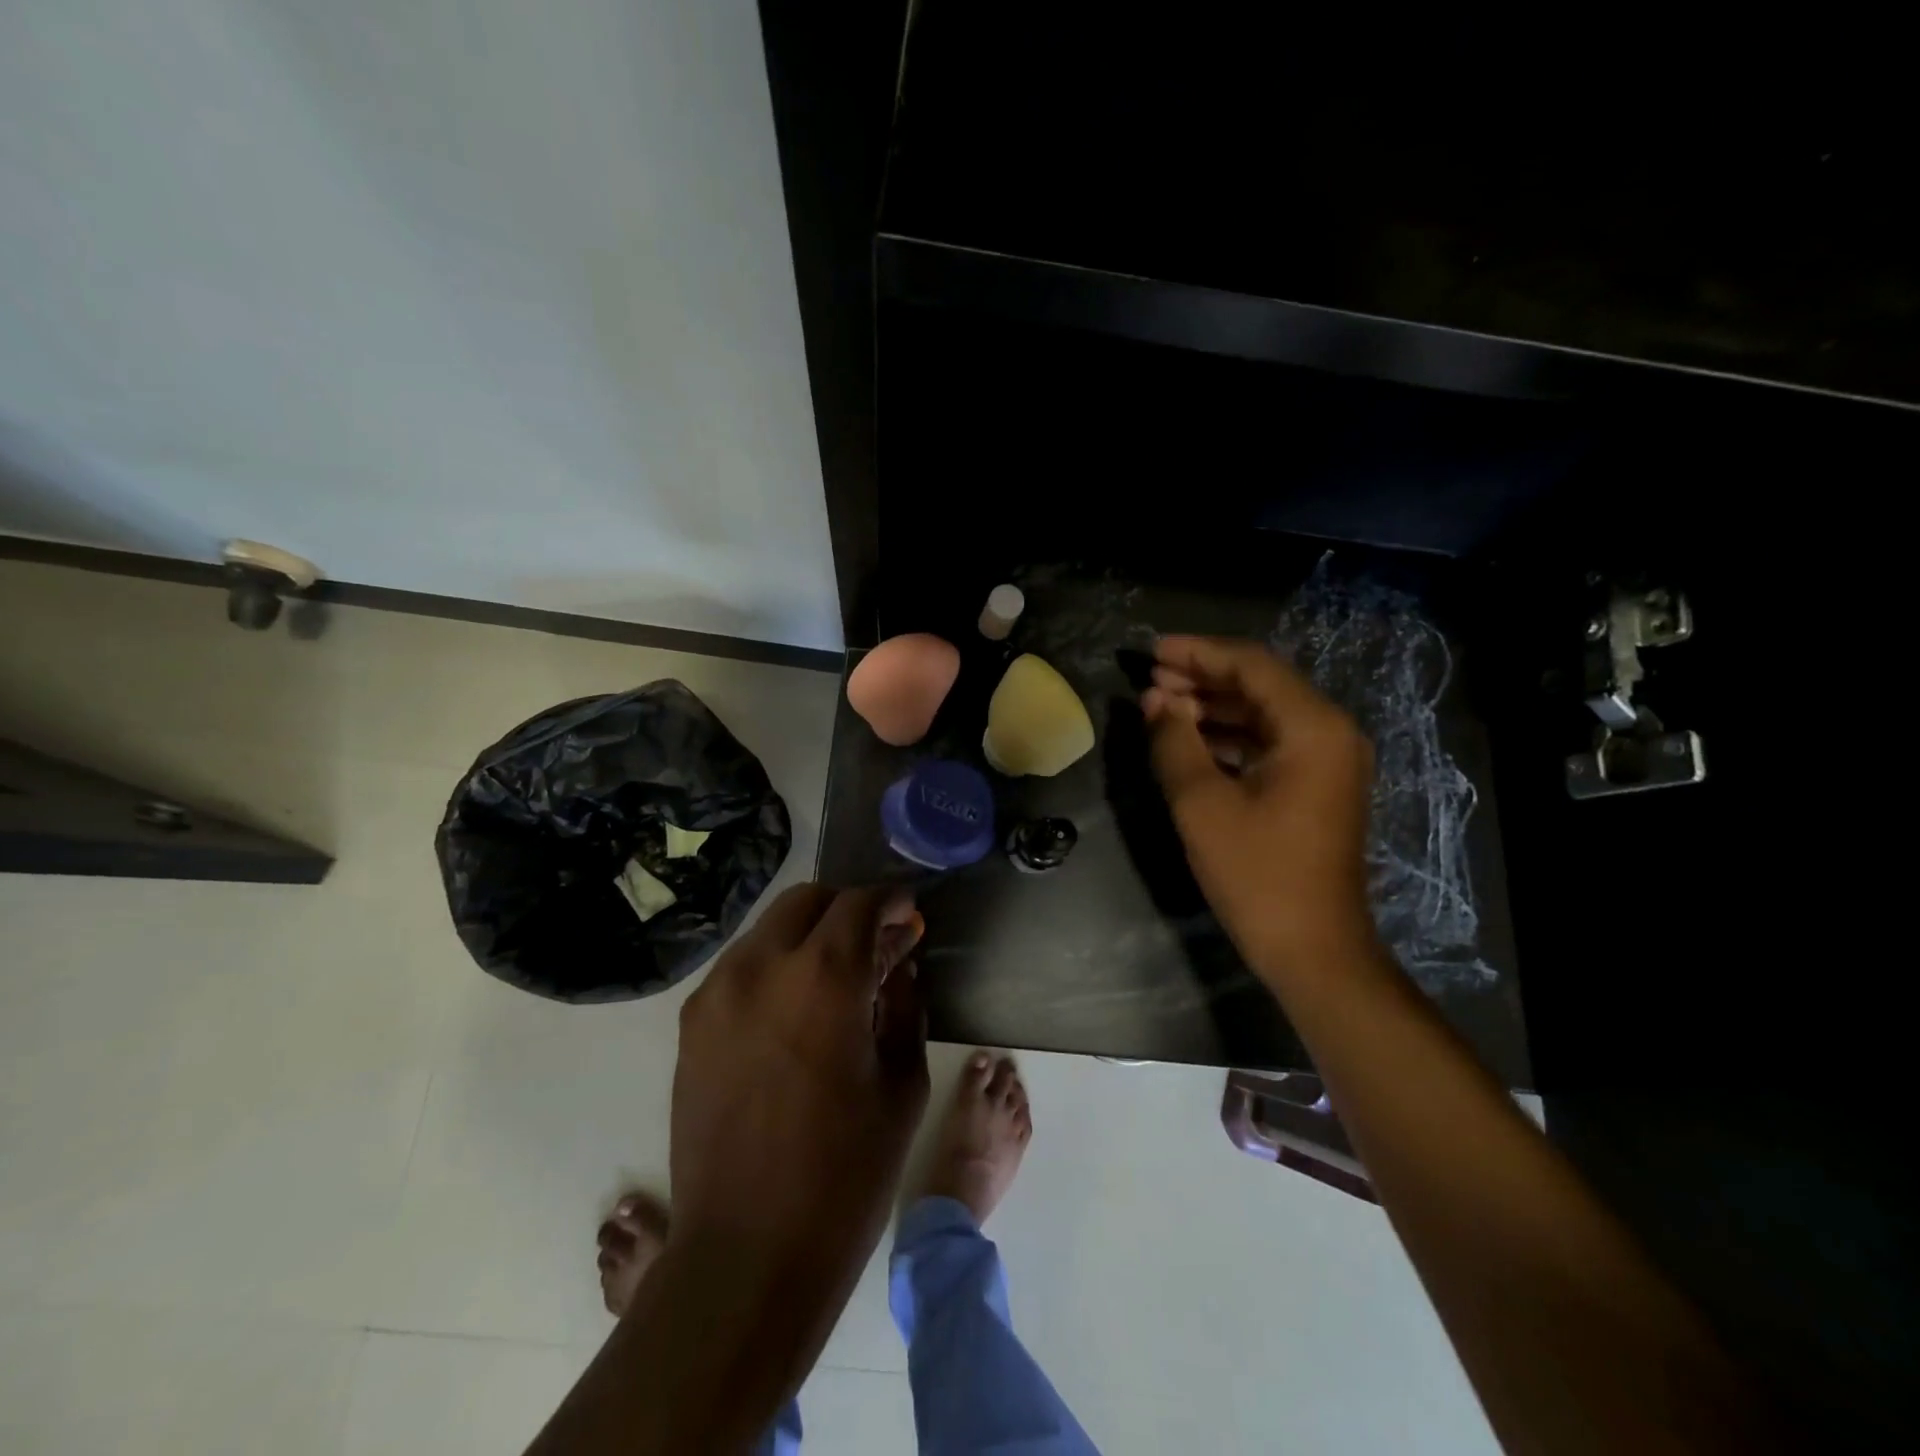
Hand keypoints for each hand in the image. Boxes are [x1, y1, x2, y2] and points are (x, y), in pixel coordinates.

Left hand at [669, 884, 926, 1296]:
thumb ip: (904, 1004)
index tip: (908, 915)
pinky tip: (795, 1009)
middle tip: (875, 942)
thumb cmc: (845, 1174)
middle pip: (808, 900)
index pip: (860, 903)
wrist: (746, 1253)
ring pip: (769, 929)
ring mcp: (717, 993)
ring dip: (809, 935)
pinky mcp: (692, 1023)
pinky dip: (775, 965)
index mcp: (824, 978)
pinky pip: (741, 967)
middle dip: (847, 909)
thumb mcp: (901, 1083)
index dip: (891, 901)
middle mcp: (762, 967)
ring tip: (836, 976)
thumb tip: (900, 964)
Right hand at [1141, 635, 1378, 982]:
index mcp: (1312, 728)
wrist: (1313, 950)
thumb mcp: (1202, 804)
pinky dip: (1229, 735)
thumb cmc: (1257, 874)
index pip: (1250, 665)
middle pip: (1260, 684)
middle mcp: (1329, 733)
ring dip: (1212, 706)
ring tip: (1161, 706)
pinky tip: (1189, 740)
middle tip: (1150, 680)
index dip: (1197, 652)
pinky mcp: (1317, 786)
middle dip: (1202, 677)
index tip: (1150, 651)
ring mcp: (1328, 761)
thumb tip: (1155, 700)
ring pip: (1263, 713)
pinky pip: (1269, 742)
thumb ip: (1174, 741)